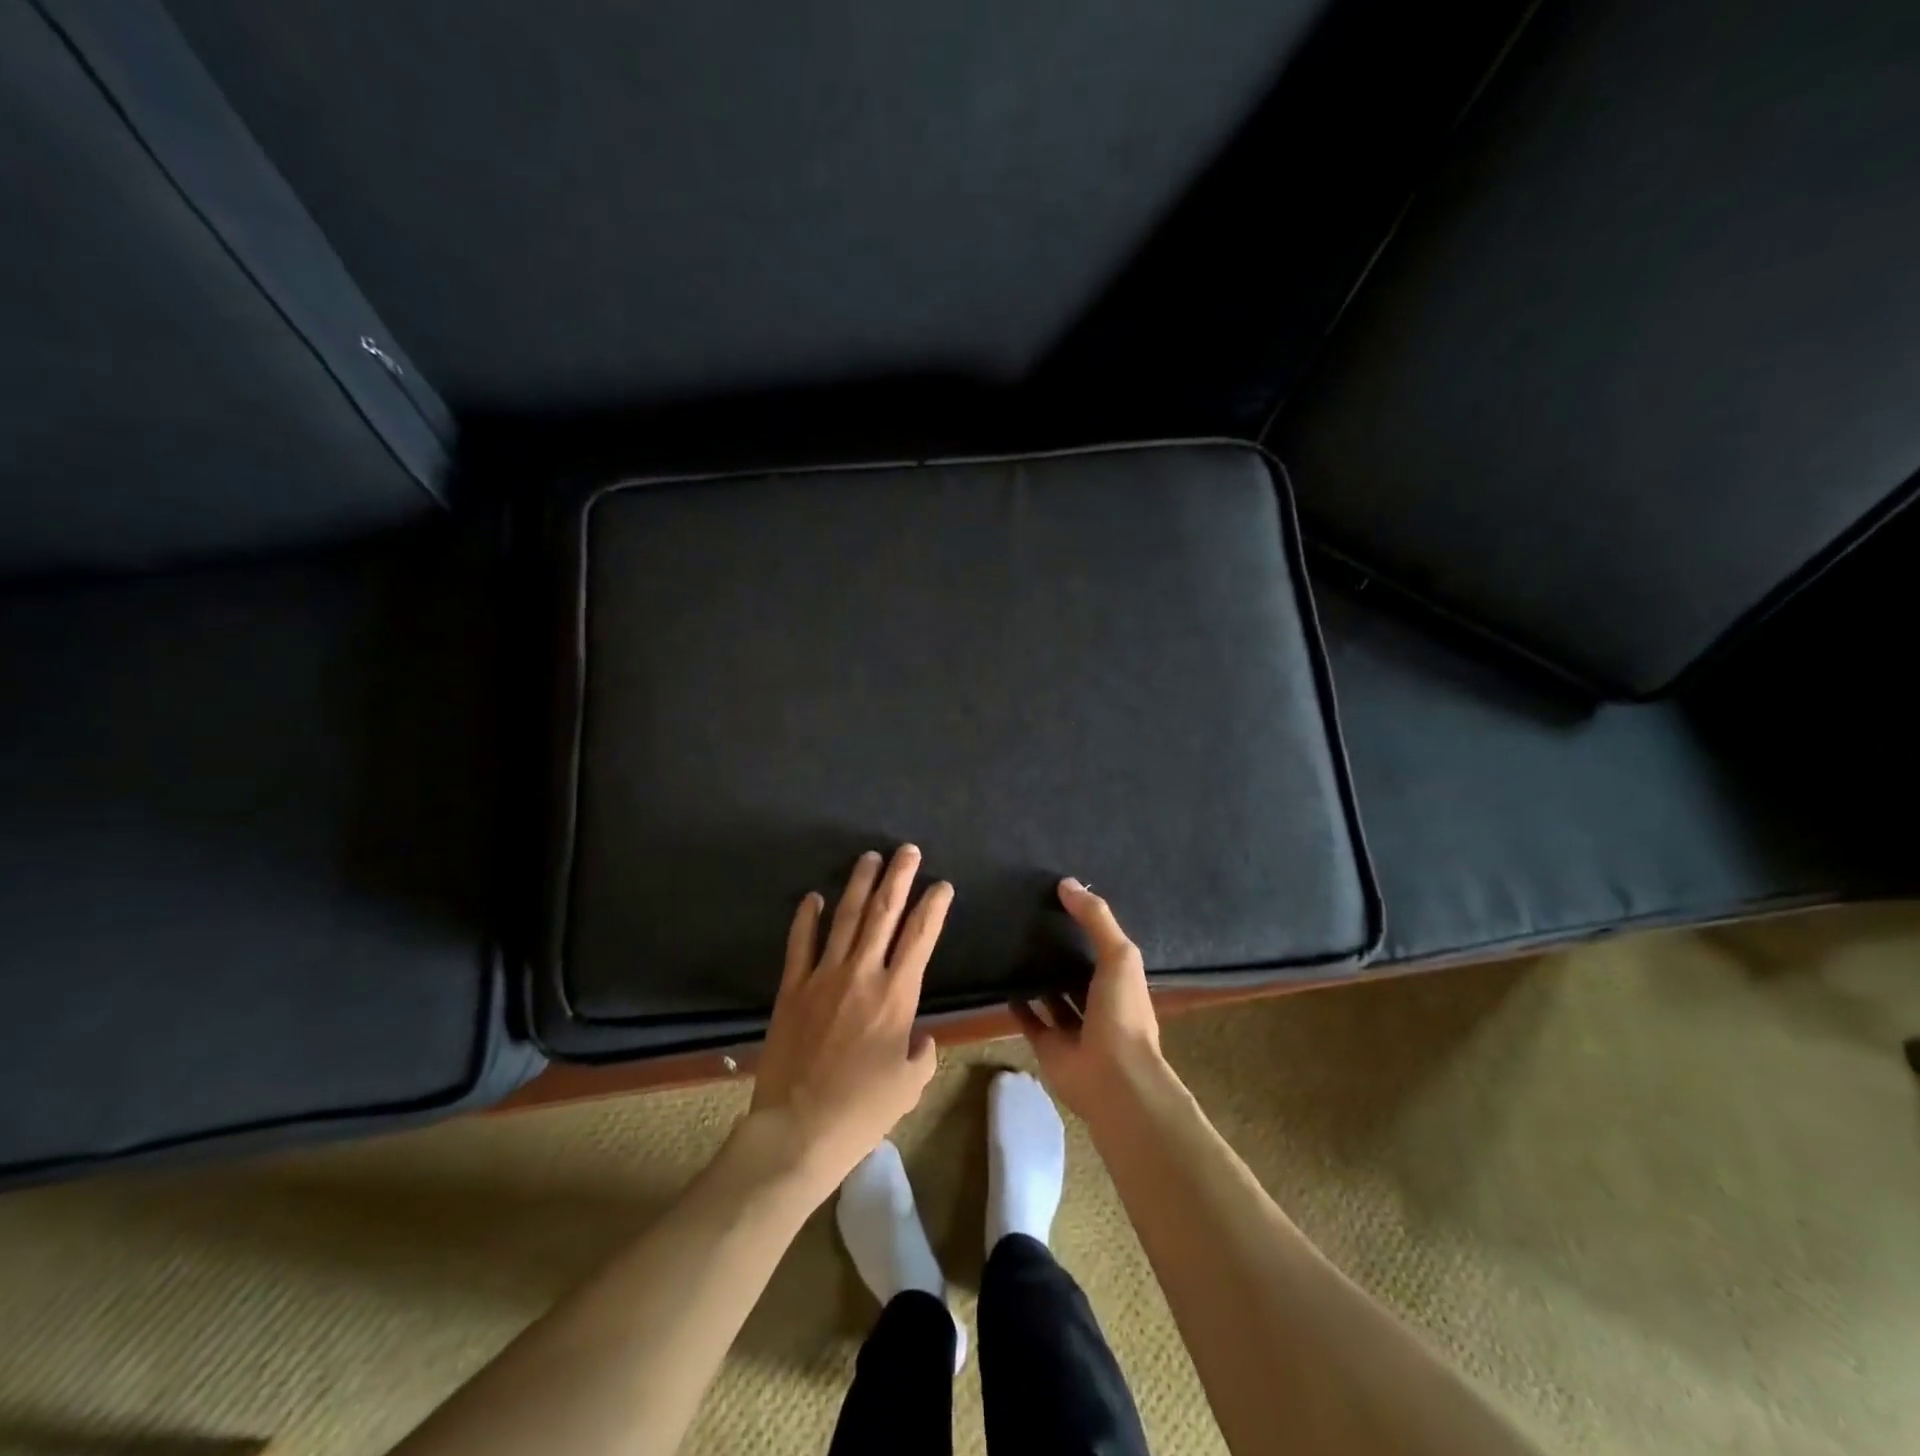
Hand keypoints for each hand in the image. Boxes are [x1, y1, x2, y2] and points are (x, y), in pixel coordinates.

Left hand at [744, 845, 950, 1201]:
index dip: (933, 906)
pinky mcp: (792, 988)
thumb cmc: (862, 1111)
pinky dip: (806, 918)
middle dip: (898, 877)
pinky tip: (813, 897)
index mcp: (897, 995)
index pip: (921, 937)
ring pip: (845, 918)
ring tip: (869, 857)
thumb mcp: (909, 1085)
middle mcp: (862, 974)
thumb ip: (922, 1053)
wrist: (799, 1129)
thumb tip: (919, 1037)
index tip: (941, 885)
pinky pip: (800, 944)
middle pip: (884, 914)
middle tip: (907, 850)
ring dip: (859, 885)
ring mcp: (823, 977)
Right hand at [1014, 878, 1166, 1121]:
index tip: (1063, 904)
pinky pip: (1032, 1022)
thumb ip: (1095, 918)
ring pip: (1055, 998)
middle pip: (1078, 974)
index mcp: (1121, 983)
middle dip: (1062, 955)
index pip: (1104, 950)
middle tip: (1031, 923)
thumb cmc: (1122, 1012)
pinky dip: (1020, 1007)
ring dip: (1041, 980)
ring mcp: (1074, 1029)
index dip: (1088, 929)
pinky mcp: (1049, 1047)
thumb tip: (1066, 883)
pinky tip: (1005, 985)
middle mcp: (1100, 1005)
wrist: (1113, 1079)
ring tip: (1015, 949)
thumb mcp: (1118, 955)